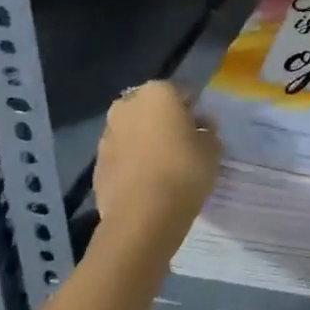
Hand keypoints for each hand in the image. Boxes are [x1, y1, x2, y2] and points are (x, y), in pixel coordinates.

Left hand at [92, 81, 220, 257]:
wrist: (142, 217)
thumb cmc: (184, 171)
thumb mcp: (212, 149)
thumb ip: (208, 132)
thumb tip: (201, 130)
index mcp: (157, 92)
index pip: (182, 93)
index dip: (194, 110)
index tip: (203, 129)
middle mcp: (127, 106)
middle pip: (152, 109)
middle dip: (165, 121)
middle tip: (183, 144)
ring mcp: (107, 135)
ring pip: (133, 132)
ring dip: (146, 142)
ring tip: (164, 166)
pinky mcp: (97, 166)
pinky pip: (121, 157)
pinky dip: (132, 164)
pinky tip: (147, 183)